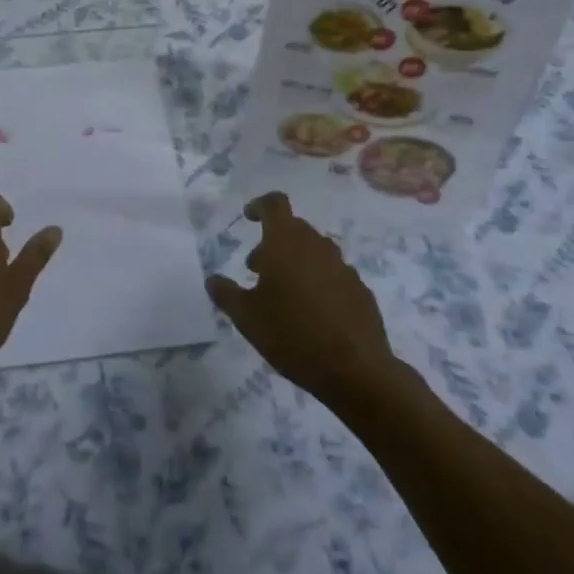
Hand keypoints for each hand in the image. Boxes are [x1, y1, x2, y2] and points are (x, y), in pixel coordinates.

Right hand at [206, 192, 395, 408]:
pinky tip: (312, 313)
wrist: (355, 370)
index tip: (248, 217)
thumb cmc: (292, 334)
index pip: (275, 204)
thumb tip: (213, 279)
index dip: (259, 205)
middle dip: (273, 242)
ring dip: (296, 262)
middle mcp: (317, 246)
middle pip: (294, 228)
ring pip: (314, 251)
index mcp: (286, 243)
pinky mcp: (360, 289)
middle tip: (257, 270)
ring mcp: (343, 267)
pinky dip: (319, 282)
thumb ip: (226, 294)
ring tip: (284, 294)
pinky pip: (333, 274)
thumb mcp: (246, 318)